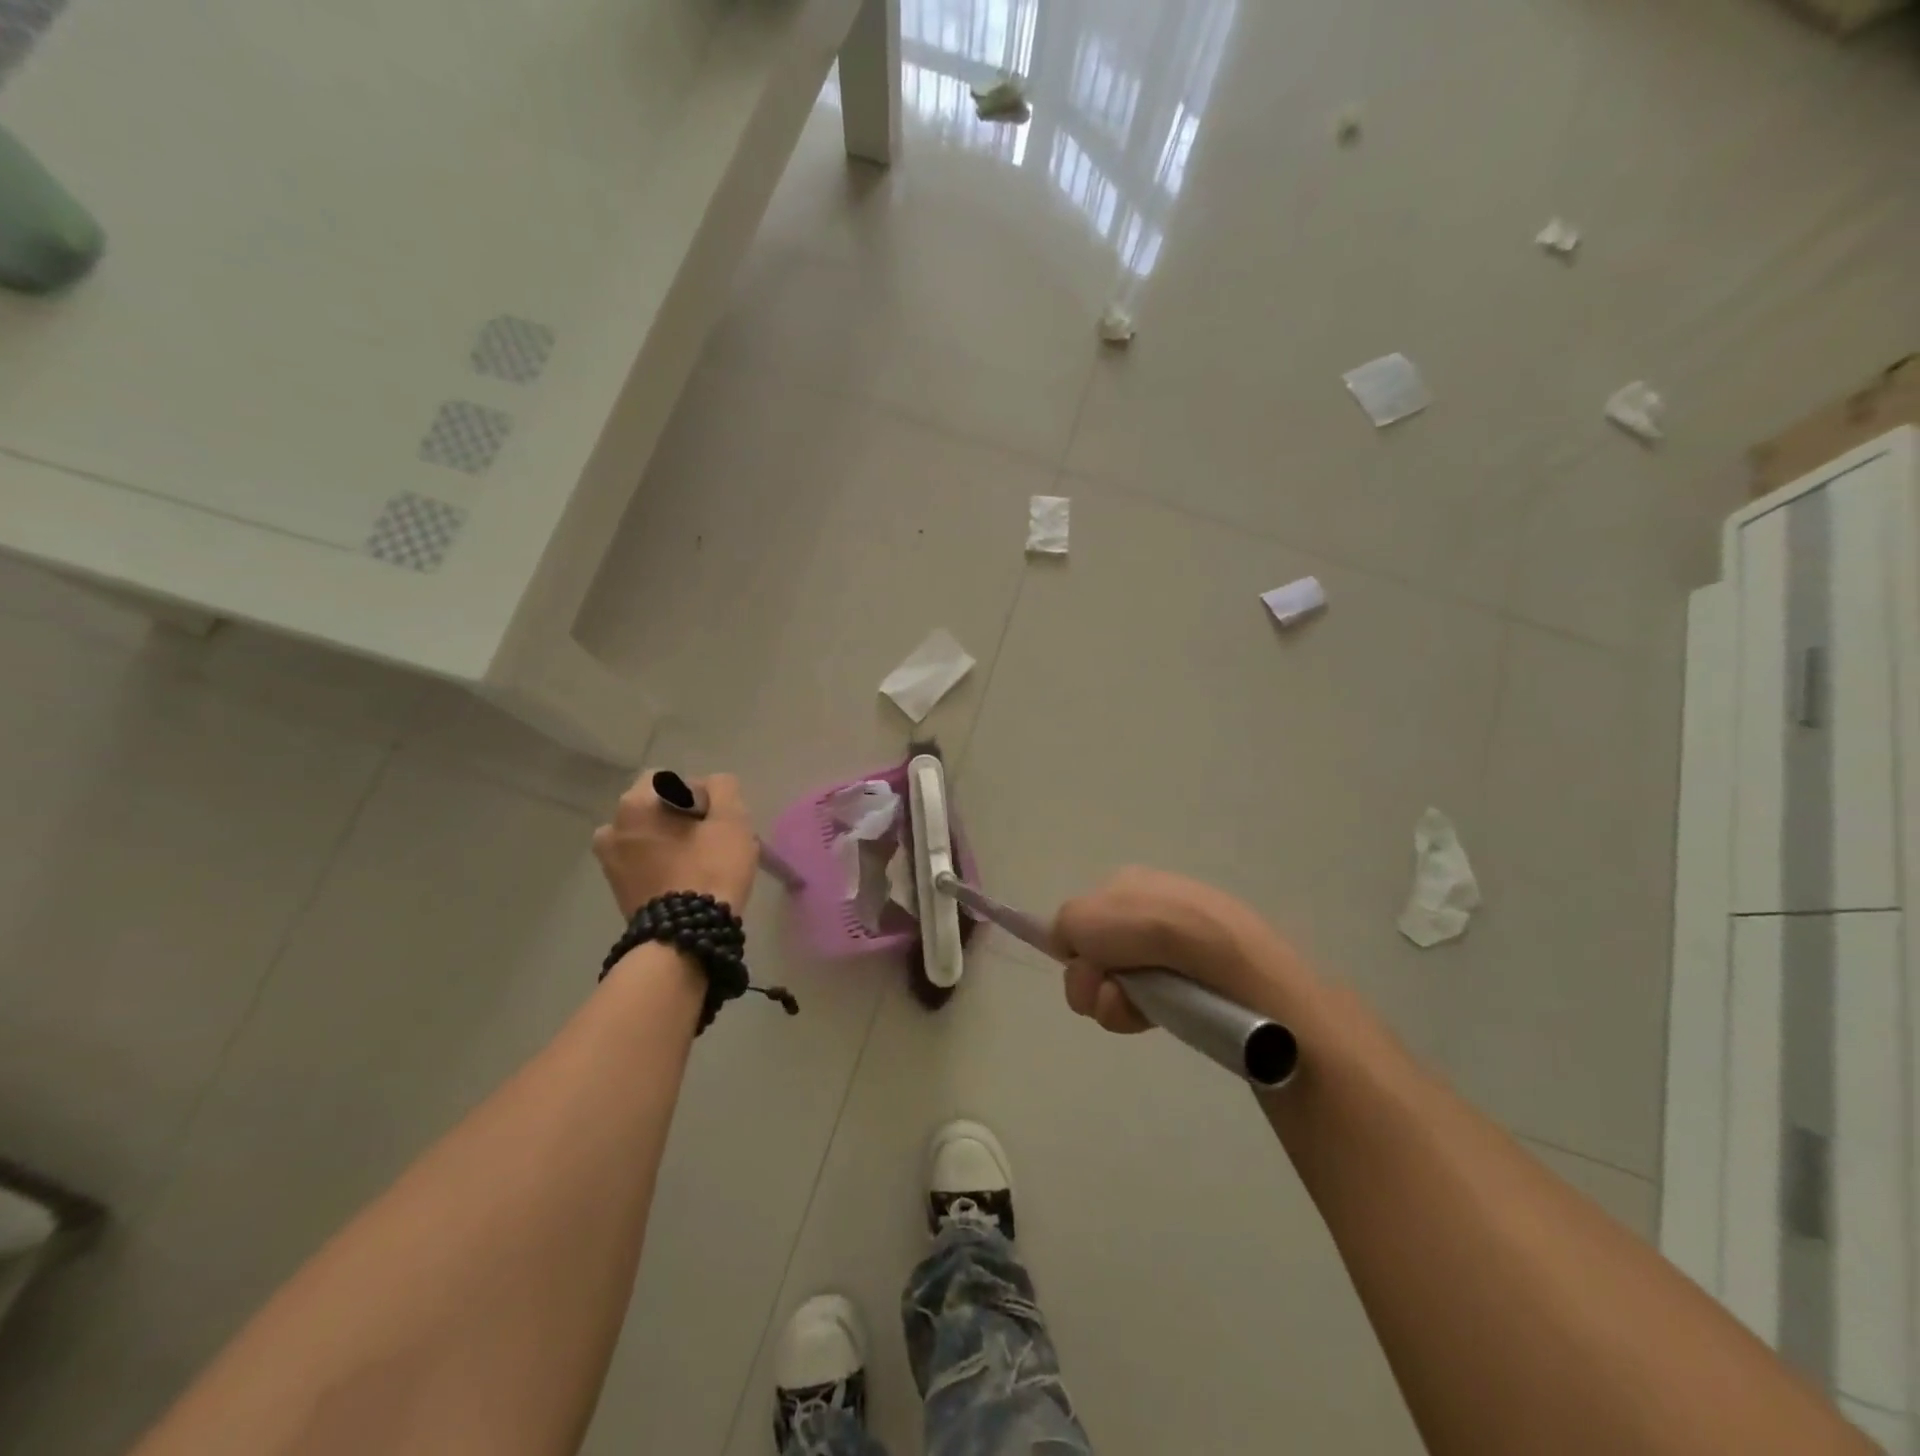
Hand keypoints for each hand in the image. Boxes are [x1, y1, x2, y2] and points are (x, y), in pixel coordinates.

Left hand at [593, 772, 758, 918]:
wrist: (684, 938)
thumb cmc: (709, 869)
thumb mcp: (731, 820)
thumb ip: (723, 788)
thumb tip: (712, 786)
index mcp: (634, 805)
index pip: (671, 780)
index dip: (700, 794)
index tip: (718, 819)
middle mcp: (611, 828)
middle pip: (657, 809)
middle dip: (683, 819)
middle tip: (713, 840)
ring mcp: (609, 862)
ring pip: (650, 837)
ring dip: (671, 842)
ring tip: (700, 862)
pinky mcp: (617, 890)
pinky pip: (644, 863)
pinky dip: (663, 865)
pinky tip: (686, 880)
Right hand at [1052, 867, 1311, 1032]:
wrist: (1217, 956)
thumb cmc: (1142, 926)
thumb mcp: (1077, 915)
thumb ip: (1061, 930)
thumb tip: (1077, 953)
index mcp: (1127, 883)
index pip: (1087, 918)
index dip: (1076, 945)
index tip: (1077, 959)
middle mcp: (1152, 910)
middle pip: (1099, 955)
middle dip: (1088, 978)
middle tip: (1100, 984)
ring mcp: (1176, 948)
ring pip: (1119, 984)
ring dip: (1108, 1000)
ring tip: (1126, 1003)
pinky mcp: (1195, 983)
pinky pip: (1150, 1005)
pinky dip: (1137, 1013)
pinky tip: (1146, 1015)